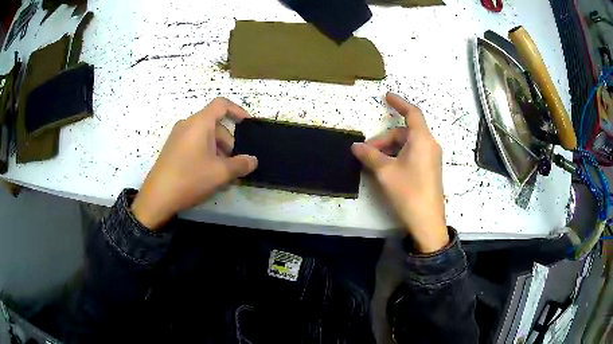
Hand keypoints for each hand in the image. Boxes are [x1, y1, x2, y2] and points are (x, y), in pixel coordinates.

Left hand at [131, 97, 257, 230]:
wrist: (157, 197)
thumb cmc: (190, 178)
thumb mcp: (220, 173)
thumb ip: (240, 164)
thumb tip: (253, 160)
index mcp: (199, 123)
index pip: (221, 104)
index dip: (237, 110)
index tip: (248, 124)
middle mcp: (188, 125)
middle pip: (215, 125)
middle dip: (229, 143)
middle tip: (236, 164)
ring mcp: (178, 137)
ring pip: (205, 138)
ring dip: (219, 152)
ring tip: (225, 175)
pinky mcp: (173, 150)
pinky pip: (195, 146)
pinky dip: (207, 155)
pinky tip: (210, 176)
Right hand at [351, 93, 448, 252]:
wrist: (427, 221)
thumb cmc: (408, 192)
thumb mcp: (385, 172)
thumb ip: (370, 155)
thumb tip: (355, 146)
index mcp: (422, 140)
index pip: (412, 113)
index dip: (399, 103)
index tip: (386, 96)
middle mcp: (429, 145)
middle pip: (404, 132)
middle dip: (384, 139)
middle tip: (366, 152)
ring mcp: (431, 158)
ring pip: (407, 144)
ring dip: (389, 149)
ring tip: (374, 162)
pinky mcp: (429, 169)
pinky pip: (412, 154)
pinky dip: (398, 156)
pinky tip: (386, 168)